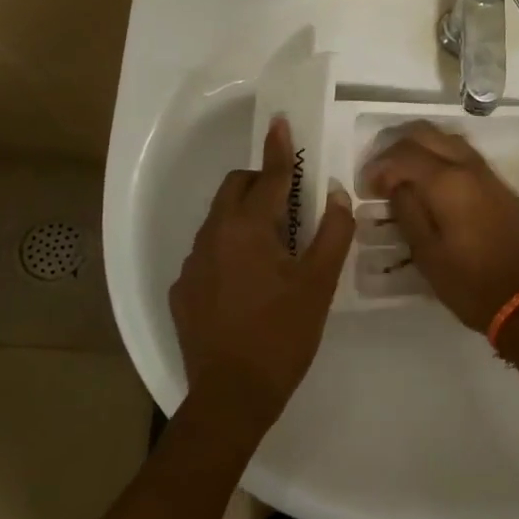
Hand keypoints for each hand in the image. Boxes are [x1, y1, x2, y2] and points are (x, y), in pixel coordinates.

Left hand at [169, 117, 353, 423]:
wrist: (231, 398)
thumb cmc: (282, 335)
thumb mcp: (318, 284)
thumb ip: (331, 233)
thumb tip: (335, 195)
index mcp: (247, 229)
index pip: (268, 176)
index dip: (277, 148)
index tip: (278, 120)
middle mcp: (212, 236)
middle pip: (235, 189)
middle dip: (261, 184)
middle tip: (292, 205)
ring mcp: (192, 264)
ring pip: (220, 220)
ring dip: (246, 218)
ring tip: (274, 250)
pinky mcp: (183, 290)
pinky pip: (208, 252)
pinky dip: (229, 250)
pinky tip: (248, 284)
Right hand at [361, 121, 518, 331]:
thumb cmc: (471, 283)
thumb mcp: (427, 254)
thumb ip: (407, 211)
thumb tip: (396, 185)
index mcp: (448, 182)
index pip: (404, 154)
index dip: (379, 166)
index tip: (367, 188)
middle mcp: (470, 167)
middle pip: (427, 133)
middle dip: (397, 147)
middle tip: (382, 172)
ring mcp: (490, 174)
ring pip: (449, 140)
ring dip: (422, 148)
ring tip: (404, 175)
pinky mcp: (502, 187)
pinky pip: (466, 156)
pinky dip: (442, 158)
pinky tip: (433, 184)